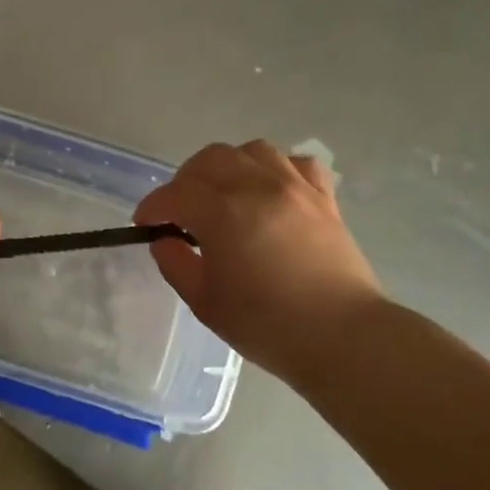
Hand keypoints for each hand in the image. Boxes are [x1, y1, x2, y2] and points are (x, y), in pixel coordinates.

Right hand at [134, 140, 383, 376]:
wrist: (345, 339)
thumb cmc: (268, 325)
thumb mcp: (205, 303)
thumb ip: (176, 264)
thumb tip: (165, 240)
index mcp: (223, 213)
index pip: (175, 194)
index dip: (153, 207)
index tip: (145, 224)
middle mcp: (257, 187)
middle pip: (210, 159)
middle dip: (186, 181)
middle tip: (182, 211)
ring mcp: (295, 188)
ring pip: (252, 150)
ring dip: (229, 167)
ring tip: (225, 195)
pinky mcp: (324, 198)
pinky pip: (297, 163)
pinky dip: (276, 169)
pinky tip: (270, 191)